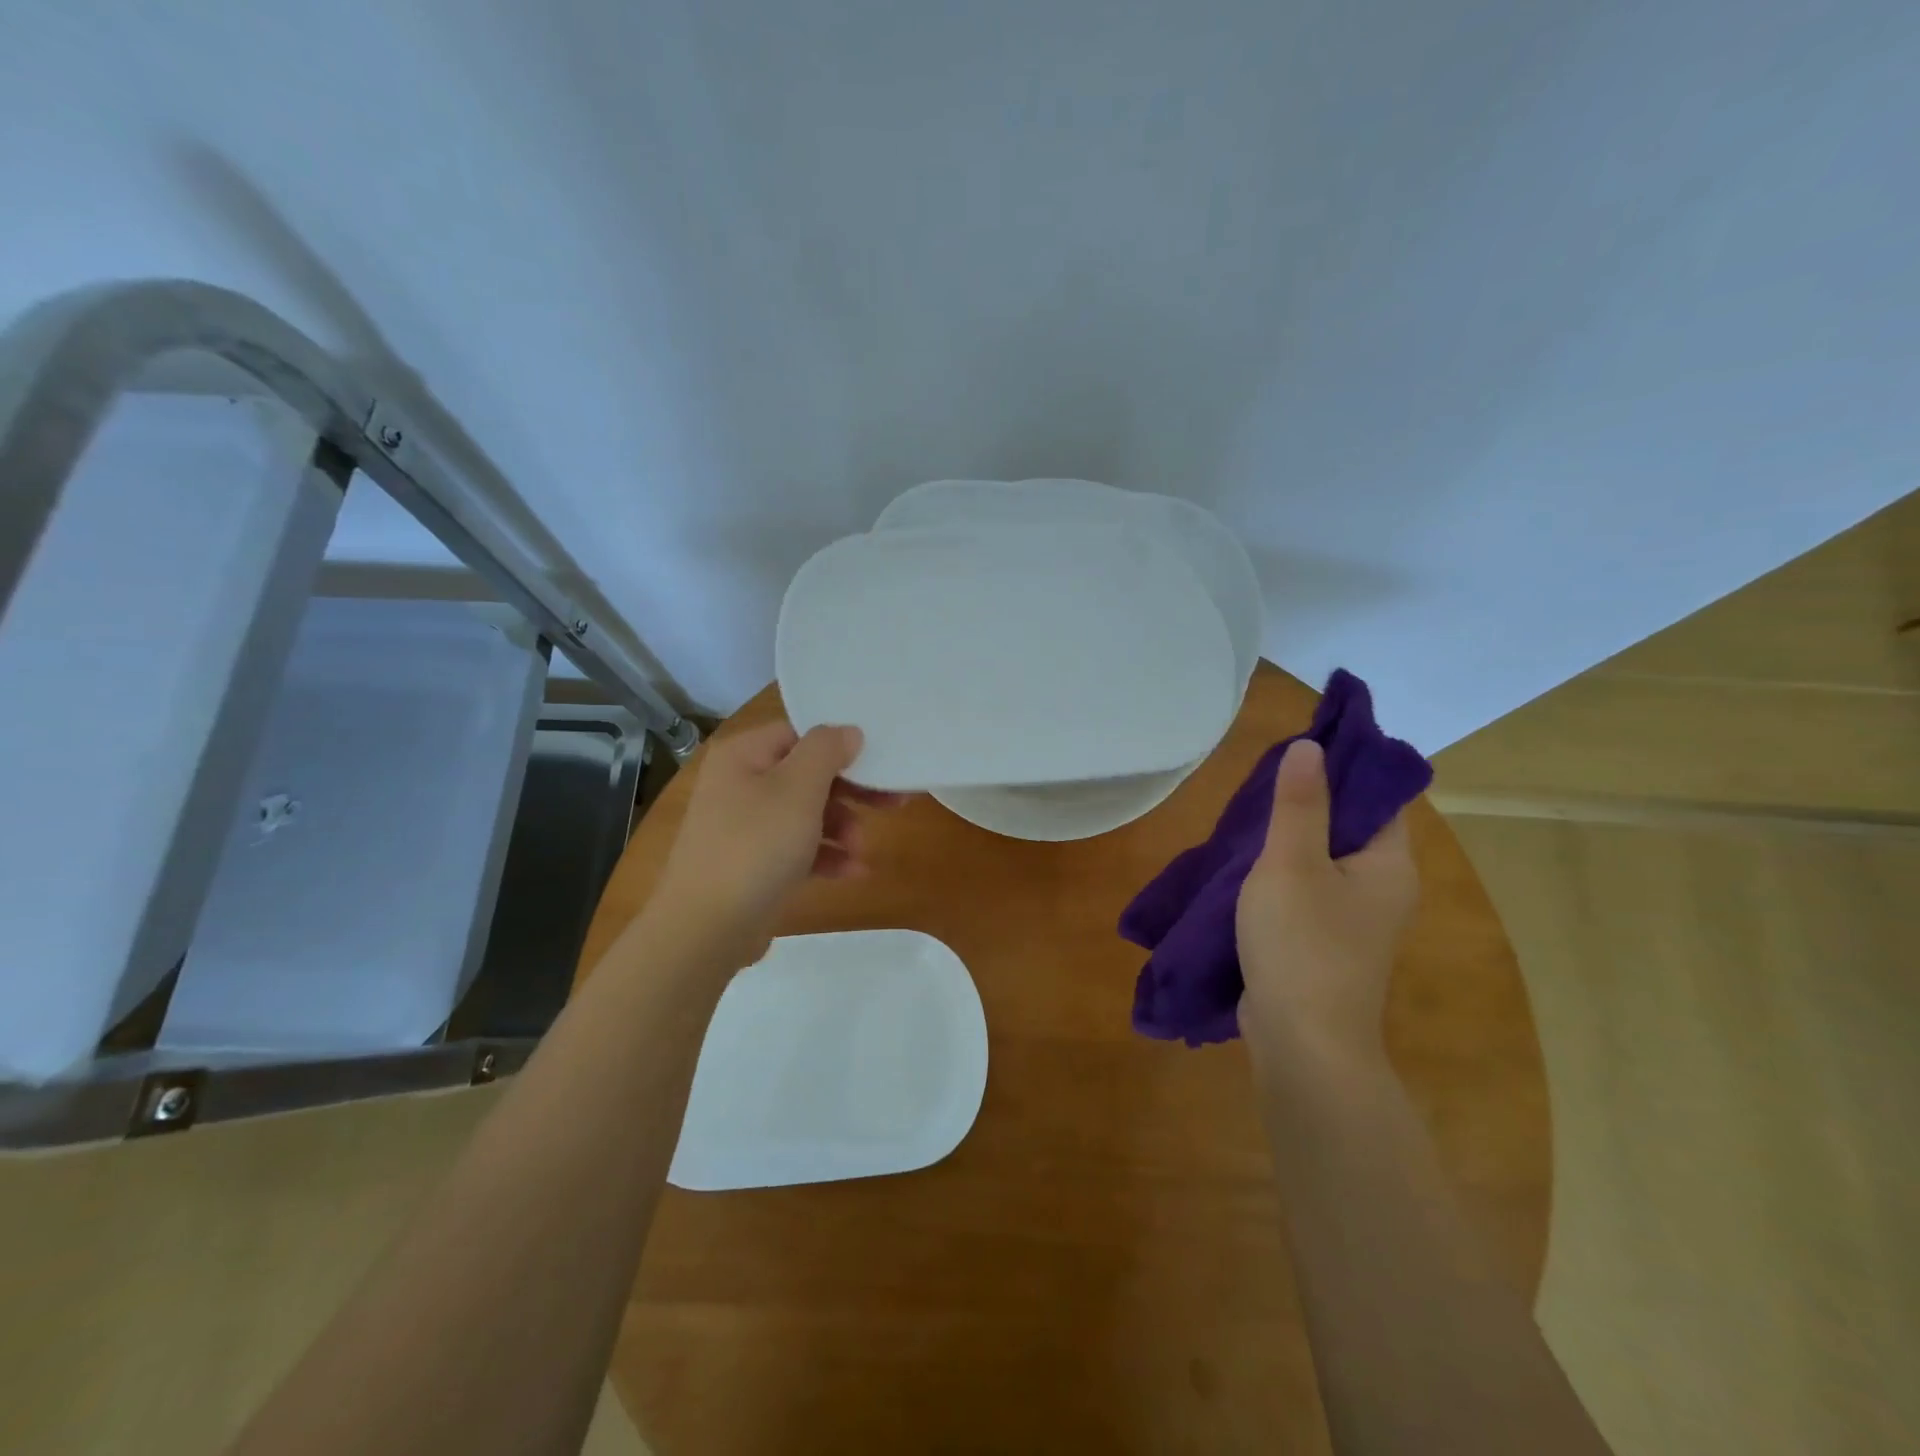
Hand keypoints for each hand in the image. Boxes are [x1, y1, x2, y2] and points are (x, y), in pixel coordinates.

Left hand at [653, 721, 904, 965]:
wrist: (706, 928)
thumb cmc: (756, 846)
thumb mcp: (799, 789)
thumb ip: (826, 751)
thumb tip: (847, 732)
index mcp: (743, 755)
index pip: (798, 734)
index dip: (839, 745)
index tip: (878, 762)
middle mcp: (739, 784)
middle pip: (806, 775)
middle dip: (849, 793)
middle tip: (892, 803)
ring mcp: (743, 826)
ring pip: (805, 814)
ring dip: (841, 828)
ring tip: (862, 850)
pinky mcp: (751, 864)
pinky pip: (795, 848)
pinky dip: (825, 855)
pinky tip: (853, 872)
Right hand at [1236, 738, 1418, 1065]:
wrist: (1303, 1043)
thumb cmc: (1303, 944)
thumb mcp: (1292, 863)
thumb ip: (1299, 804)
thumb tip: (1310, 746)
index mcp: (1390, 864)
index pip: (1380, 797)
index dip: (1345, 767)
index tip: (1301, 747)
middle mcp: (1383, 889)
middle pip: (1351, 827)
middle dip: (1310, 801)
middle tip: (1263, 779)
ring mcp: (1355, 922)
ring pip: (1325, 861)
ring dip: (1290, 840)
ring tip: (1247, 817)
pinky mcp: (1326, 945)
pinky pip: (1308, 892)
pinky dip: (1282, 874)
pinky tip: (1246, 868)